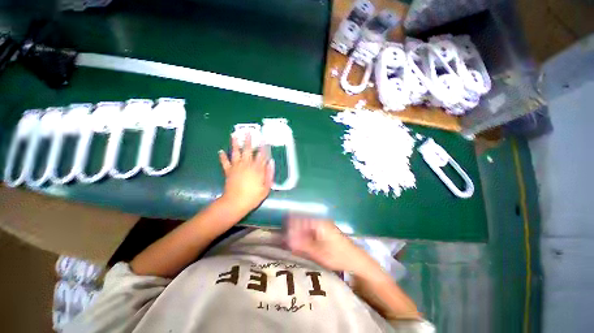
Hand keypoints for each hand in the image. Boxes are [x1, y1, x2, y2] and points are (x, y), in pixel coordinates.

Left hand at [218, 135, 273, 214]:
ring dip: (235, 143)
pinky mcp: (228, 171)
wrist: (236, 202)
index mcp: (257, 169)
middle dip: (249, 140)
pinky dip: (222, 157)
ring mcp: (237, 167)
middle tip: (248, 131)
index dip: (263, 147)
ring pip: (236, 152)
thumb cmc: (253, 196)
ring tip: (234, 135)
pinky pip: (225, 162)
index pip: (262, 155)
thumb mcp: (266, 187)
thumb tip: (271, 162)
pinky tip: (220, 151)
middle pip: (248, 150)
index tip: (264, 139)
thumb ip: (269, 174)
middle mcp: (247, 165)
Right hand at [286, 216, 376, 273]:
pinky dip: (305, 236)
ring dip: (299, 234)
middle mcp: (320, 221)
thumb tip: (287, 239)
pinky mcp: (325, 231)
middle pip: (302, 222)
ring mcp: (323, 225)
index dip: (290, 227)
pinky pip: (311, 230)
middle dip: (294, 231)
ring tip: (293, 245)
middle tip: (287, 242)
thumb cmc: (337, 255)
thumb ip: (302, 245)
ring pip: (306, 226)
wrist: (355, 259)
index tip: (284, 236)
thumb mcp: (318, 252)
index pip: (300, 219)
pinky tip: (303, 245)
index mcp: (319, 222)